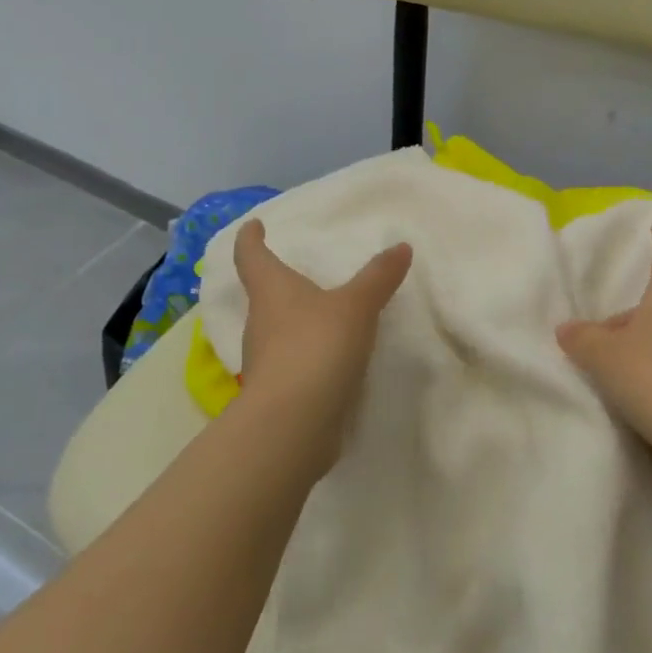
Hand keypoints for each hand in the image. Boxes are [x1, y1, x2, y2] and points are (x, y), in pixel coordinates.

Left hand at [232, 220, 412, 475]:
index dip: (250, 238)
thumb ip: (378, 277)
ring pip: (278, 331)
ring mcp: (265, 362)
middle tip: (302, 273)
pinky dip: (309, 356)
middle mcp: (260, 322)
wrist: (292, 426)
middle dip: (279, 284)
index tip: (253, 226)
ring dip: (297, 322)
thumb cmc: (315, 347)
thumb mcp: (356, 306)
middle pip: (263, 295)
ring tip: (327, 315)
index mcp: (271, 291)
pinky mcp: (278, 393)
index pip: (250, 255)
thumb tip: (401, 246)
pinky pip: (293, 364)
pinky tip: (334, 359)